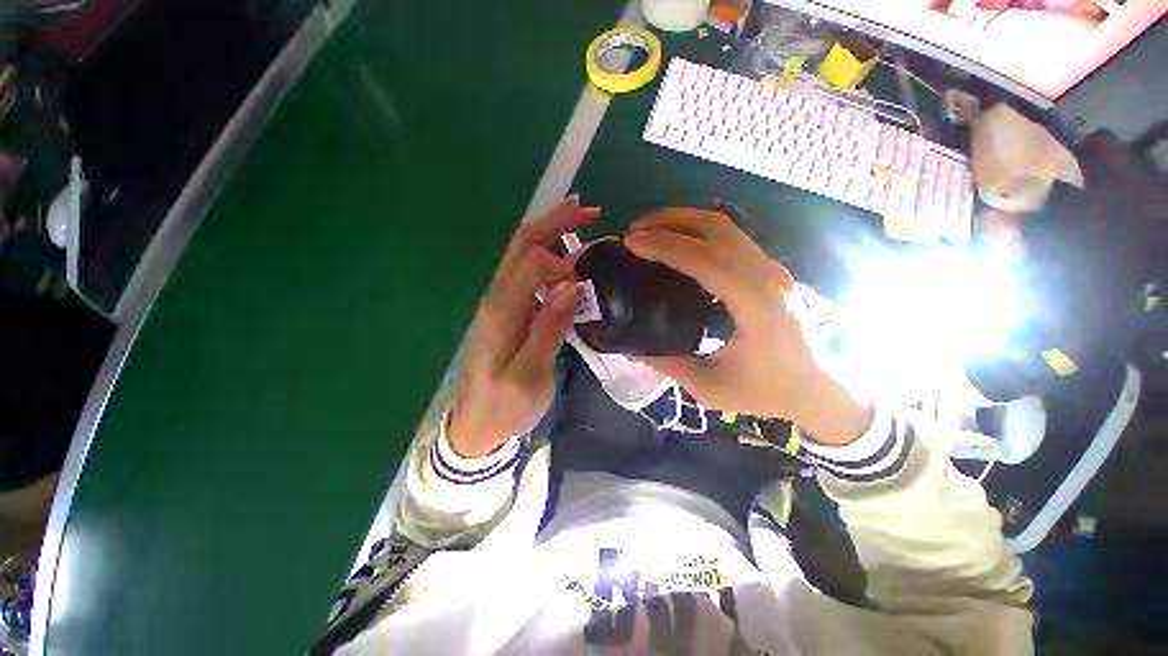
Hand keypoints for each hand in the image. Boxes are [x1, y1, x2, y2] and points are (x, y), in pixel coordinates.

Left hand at [448, 198, 600, 456]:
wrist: (478, 425)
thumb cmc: (505, 405)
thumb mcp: (529, 376)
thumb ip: (547, 329)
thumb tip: (568, 286)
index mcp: (502, 311)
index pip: (531, 262)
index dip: (561, 262)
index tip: (583, 283)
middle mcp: (497, 297)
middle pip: (522, 245)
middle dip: (555, 222)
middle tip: (589, 210)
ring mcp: (501, 303)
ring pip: (523, 254)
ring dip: (551, 233)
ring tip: (581, 221)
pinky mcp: (509, 311)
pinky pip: (528, 273)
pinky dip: (549, 256)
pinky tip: (567, 257)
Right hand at [624, 208, 871, 445]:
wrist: (817, 389)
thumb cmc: (767, 392)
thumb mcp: (710, 387)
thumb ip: (668, 364)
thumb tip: (630, 348)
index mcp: (755, 305)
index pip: (705, 259)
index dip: (665, 245)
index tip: (631, 243)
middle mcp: (767, 276)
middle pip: (716, 228)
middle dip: (669, 221)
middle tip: (634, 230)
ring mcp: (771, 268)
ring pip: (725, 226)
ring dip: (683, 220)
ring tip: (650, 229)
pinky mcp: (769, 269)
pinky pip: (731, 236)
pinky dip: (698, 230)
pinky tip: (678, 241)